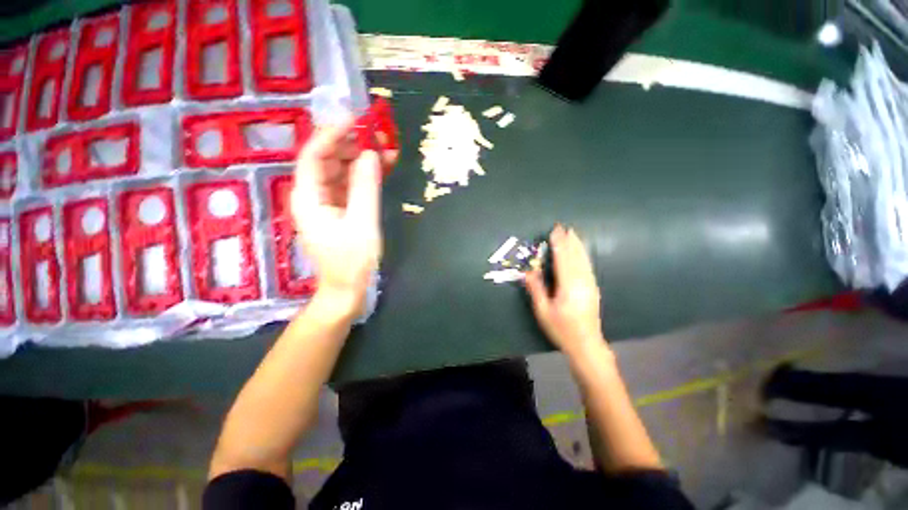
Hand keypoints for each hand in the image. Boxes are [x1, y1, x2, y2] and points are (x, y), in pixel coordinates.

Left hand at [290, 121, 396, 316]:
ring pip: (340, 171)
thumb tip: (371, 154)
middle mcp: (312, 195)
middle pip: (327, 160)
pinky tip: (381, 168)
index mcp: (308, 198)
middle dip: (351, 144)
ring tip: (385, 150)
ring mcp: (325, 203)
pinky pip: (349, 185)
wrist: (347, 288)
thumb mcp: (363, 223)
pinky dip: (364, 176)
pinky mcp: (338, 210)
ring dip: (361, 159)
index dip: (332, 134)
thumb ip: (365, 187)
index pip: (314, 155)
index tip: (355, 120)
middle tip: (378, 135)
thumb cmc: (352, 260)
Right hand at [524, 225, 606, 356]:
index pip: (562, 259)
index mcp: (568, 286)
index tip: (555, 231)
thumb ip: (536, 289)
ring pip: (583, 260)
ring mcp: (590, 284)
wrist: (586, 345)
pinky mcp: (593, 288)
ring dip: (577, 245)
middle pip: (575, 256)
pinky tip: (581, 252)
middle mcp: (582, 282)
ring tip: (573, 234)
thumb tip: (528, 271)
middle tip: (564, 227)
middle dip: (569, 241)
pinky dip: (583, 255)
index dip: (558, 244)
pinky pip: (587, 266)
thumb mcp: (543, 311)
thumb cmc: (561, 329)